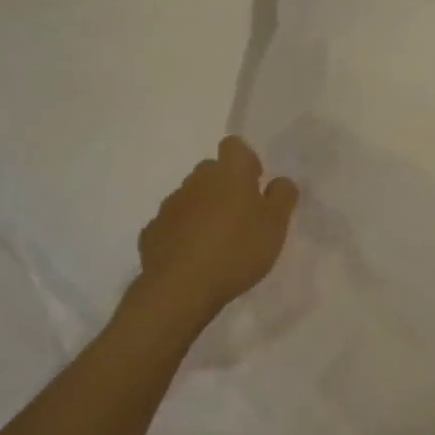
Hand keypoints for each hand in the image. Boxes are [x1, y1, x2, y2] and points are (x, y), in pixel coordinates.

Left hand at [136, 137, 298, 319]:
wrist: (181, 289)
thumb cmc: (237, 251)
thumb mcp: (275, 226)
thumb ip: (282, 197)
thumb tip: (280, 181)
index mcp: (229, 173)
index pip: (234, 146)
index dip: (246, 161)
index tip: (255, 186)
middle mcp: (196, 181)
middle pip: (211, 171)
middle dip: (225, 187)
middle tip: (241, 218)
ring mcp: (170, 205)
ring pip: (191, 197)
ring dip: (203, 210)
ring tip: (217, 242)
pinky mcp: (152, 230)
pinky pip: (173, 223)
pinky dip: (183, 233)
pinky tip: (192, 257)